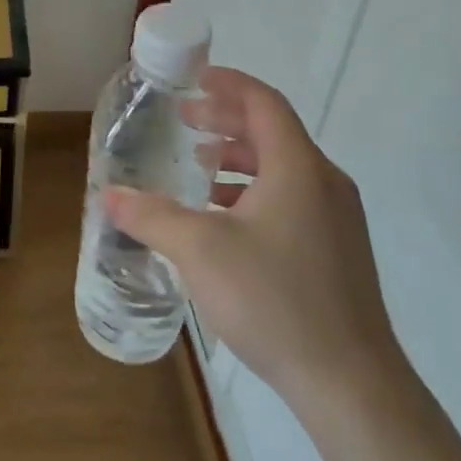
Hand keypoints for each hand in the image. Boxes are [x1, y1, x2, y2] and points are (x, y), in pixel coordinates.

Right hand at [104, 66, 404, 418]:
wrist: (351, 383)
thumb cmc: (274, 299)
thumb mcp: (199, 251)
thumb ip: (151, 216)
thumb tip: (108, 194)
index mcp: (298, 168)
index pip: (264, 103)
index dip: (229, 84)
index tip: (195, 77)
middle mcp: (324, 183)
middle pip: (274, 132)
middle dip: (227, 120)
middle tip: (186, 119)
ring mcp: (337, 219)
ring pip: (283, 168)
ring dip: (239, 157)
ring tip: (199, 165)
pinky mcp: (338, 251)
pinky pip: (292, 197)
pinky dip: (255, 191)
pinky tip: (224, 218)